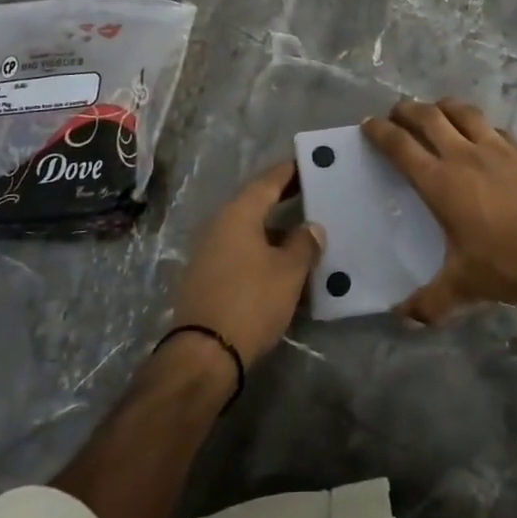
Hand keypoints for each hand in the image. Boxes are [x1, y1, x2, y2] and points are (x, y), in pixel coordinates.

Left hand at [169, 160, 322, 366]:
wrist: (204, 354)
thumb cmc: (251, 301)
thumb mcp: (288, 272)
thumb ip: (304, 244)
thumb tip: (312, 226)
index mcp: (238, 214)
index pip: (267, 182)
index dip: (289, 172)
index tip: (308, 163)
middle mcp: (219, 226)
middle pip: (256, 205)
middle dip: (284, 201)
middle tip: (312, 195)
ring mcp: (209, 253)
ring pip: (249, 233)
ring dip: (275, 232)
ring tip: (305, 237)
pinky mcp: (207, 279)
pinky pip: (241, 255)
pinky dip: (263, 254)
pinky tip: (283, 268)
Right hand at [362, 98, 516, 324]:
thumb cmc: (515, 264)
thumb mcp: (468, 287)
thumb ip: (432, 302)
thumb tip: (403, 318)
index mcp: (442, 182)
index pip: (401, 146)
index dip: (380, 132)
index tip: (368, 125)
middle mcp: (465, 156)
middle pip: (428, 117)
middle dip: (406, 110)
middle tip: (395, 113)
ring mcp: (498, 149)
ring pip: (463, 112)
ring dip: (442, 107)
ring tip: (436, 111)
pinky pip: (494, 128)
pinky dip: (478, 125)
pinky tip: (483, 137)